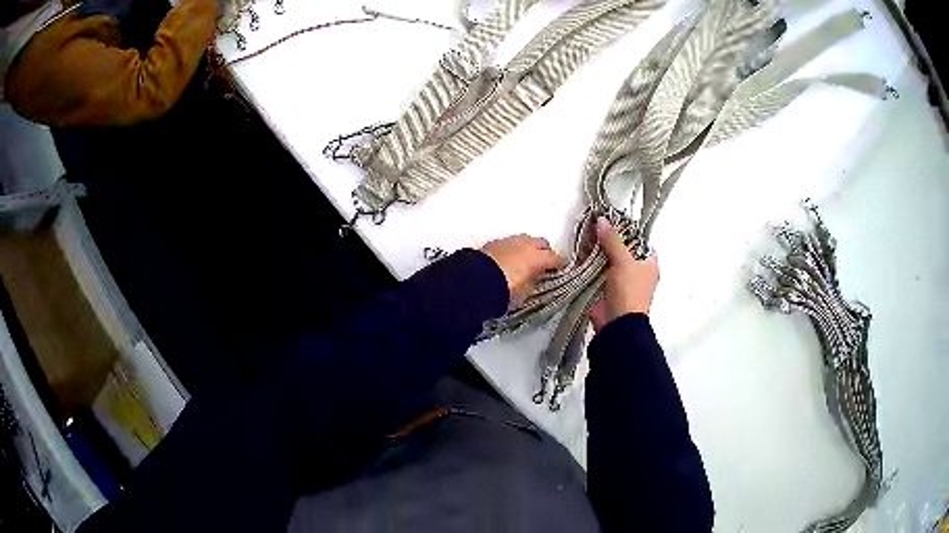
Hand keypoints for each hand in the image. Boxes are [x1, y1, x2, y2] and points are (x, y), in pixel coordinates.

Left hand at [481, 234, 564, 308]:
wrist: (476, 282)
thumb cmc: (503, 290)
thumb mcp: (524, 293)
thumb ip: (533, 284)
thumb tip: (533, 280)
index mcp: (538, 257)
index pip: (555, 258)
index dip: (559, 265)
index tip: (559, 269)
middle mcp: (525, 245)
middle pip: (542, 243)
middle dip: (544, 252)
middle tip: (542, 264)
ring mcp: (509, 241)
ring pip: (525, 240)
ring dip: (527, 248)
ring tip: (524, 261)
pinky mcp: (493, 243)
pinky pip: (509, 244)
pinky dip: (512, 250)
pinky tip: (508, 260)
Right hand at [589, 217, 659, 331]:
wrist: (617, 324)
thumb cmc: (629, 292)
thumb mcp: (624, 261)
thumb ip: (612, 240)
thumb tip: (602, 221)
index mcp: (648, 264)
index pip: (641, 242)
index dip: (629, 232)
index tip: (614, 221)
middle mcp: (635, 271)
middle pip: (621, 248)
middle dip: (607, 238)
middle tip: (594, 225)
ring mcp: (619, 279)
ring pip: (606, 258)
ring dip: (596, 249)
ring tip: (584, 235)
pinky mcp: (604, 287)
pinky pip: (595, 270)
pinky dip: (588, 262)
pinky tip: (579, 251)